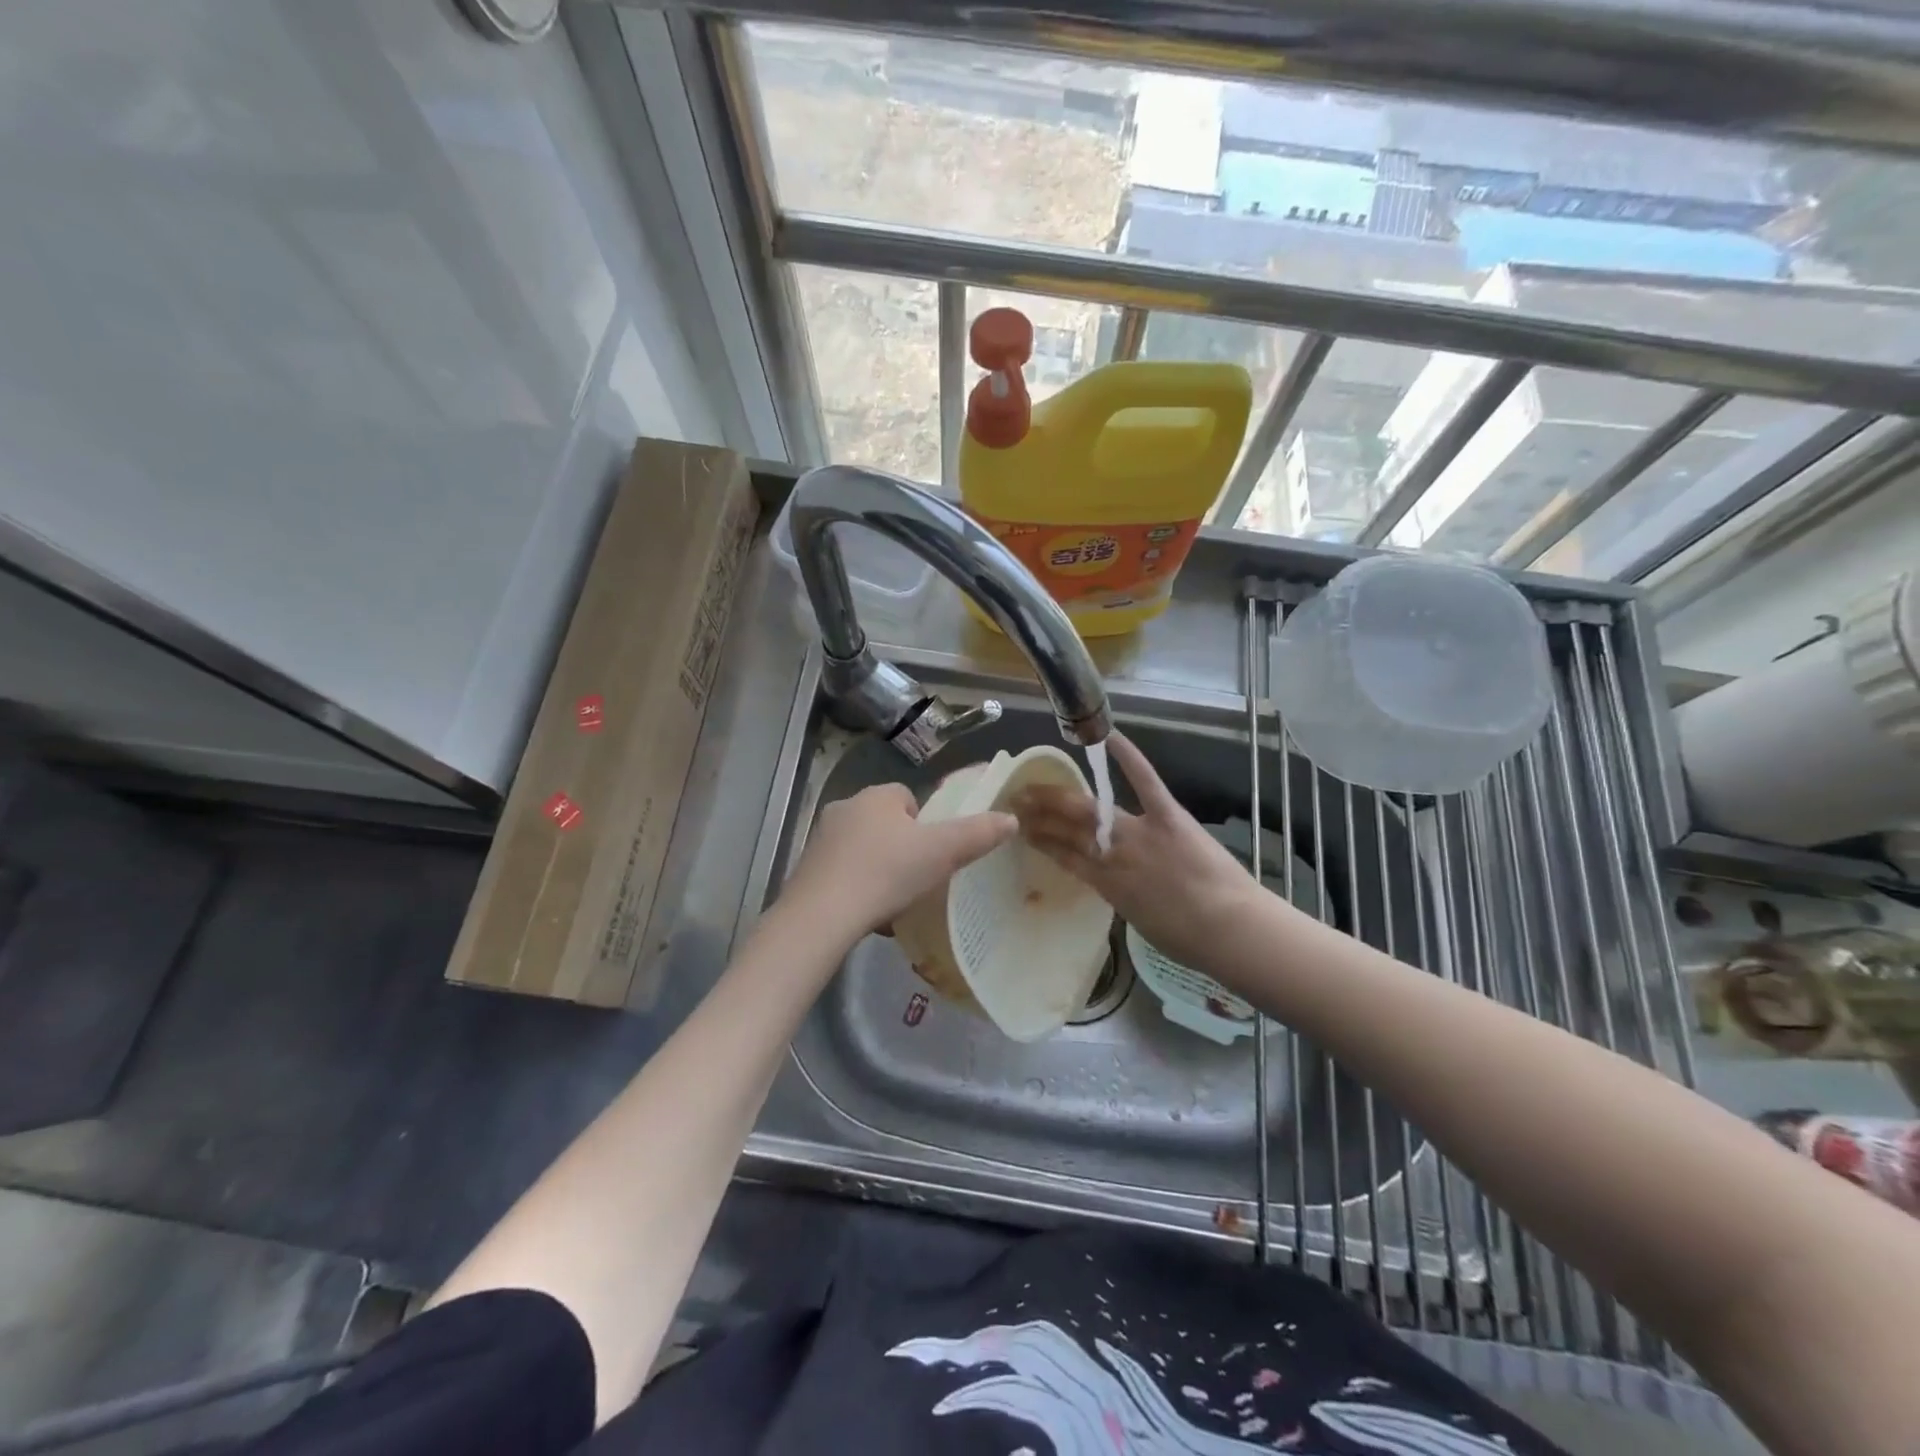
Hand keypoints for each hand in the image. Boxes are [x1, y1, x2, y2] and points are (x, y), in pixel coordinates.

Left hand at [780, 783, 1017, 941]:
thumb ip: (977, 834)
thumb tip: (1011, 819)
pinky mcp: (807, 870)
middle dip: (903, 847)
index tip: (934, 852)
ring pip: (863, 849)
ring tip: (896, 901)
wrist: (821, 916)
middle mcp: (845, 808)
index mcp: (876, 796)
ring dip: (880, 869)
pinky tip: (870, 915)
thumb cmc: (886, 873)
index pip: (907, 798)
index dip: (925, 823)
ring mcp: (822, 840)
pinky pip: (843, 874)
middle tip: (920, 878)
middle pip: (885, 823)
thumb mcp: (941, 853)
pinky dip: (858, 889)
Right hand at [1012, 733, 1260, 970]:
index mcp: (1106, 884)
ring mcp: (1138, 832)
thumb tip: (1114, 883)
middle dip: (1039, 814)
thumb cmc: (1188, 939)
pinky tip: (1110, 737)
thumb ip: (1121, 897)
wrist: (1229, 929)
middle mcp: (1113, 855)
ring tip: (1036, 785)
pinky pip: (1145, 782)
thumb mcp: (1139, 922)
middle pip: (1068, 830)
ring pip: (1090, 811)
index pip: (1063, 857)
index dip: (1040, 841)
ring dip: (1060, 797)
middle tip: (1016, 799)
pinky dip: (1129, 757)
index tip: (1020, 829)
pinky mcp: (1168, 816)